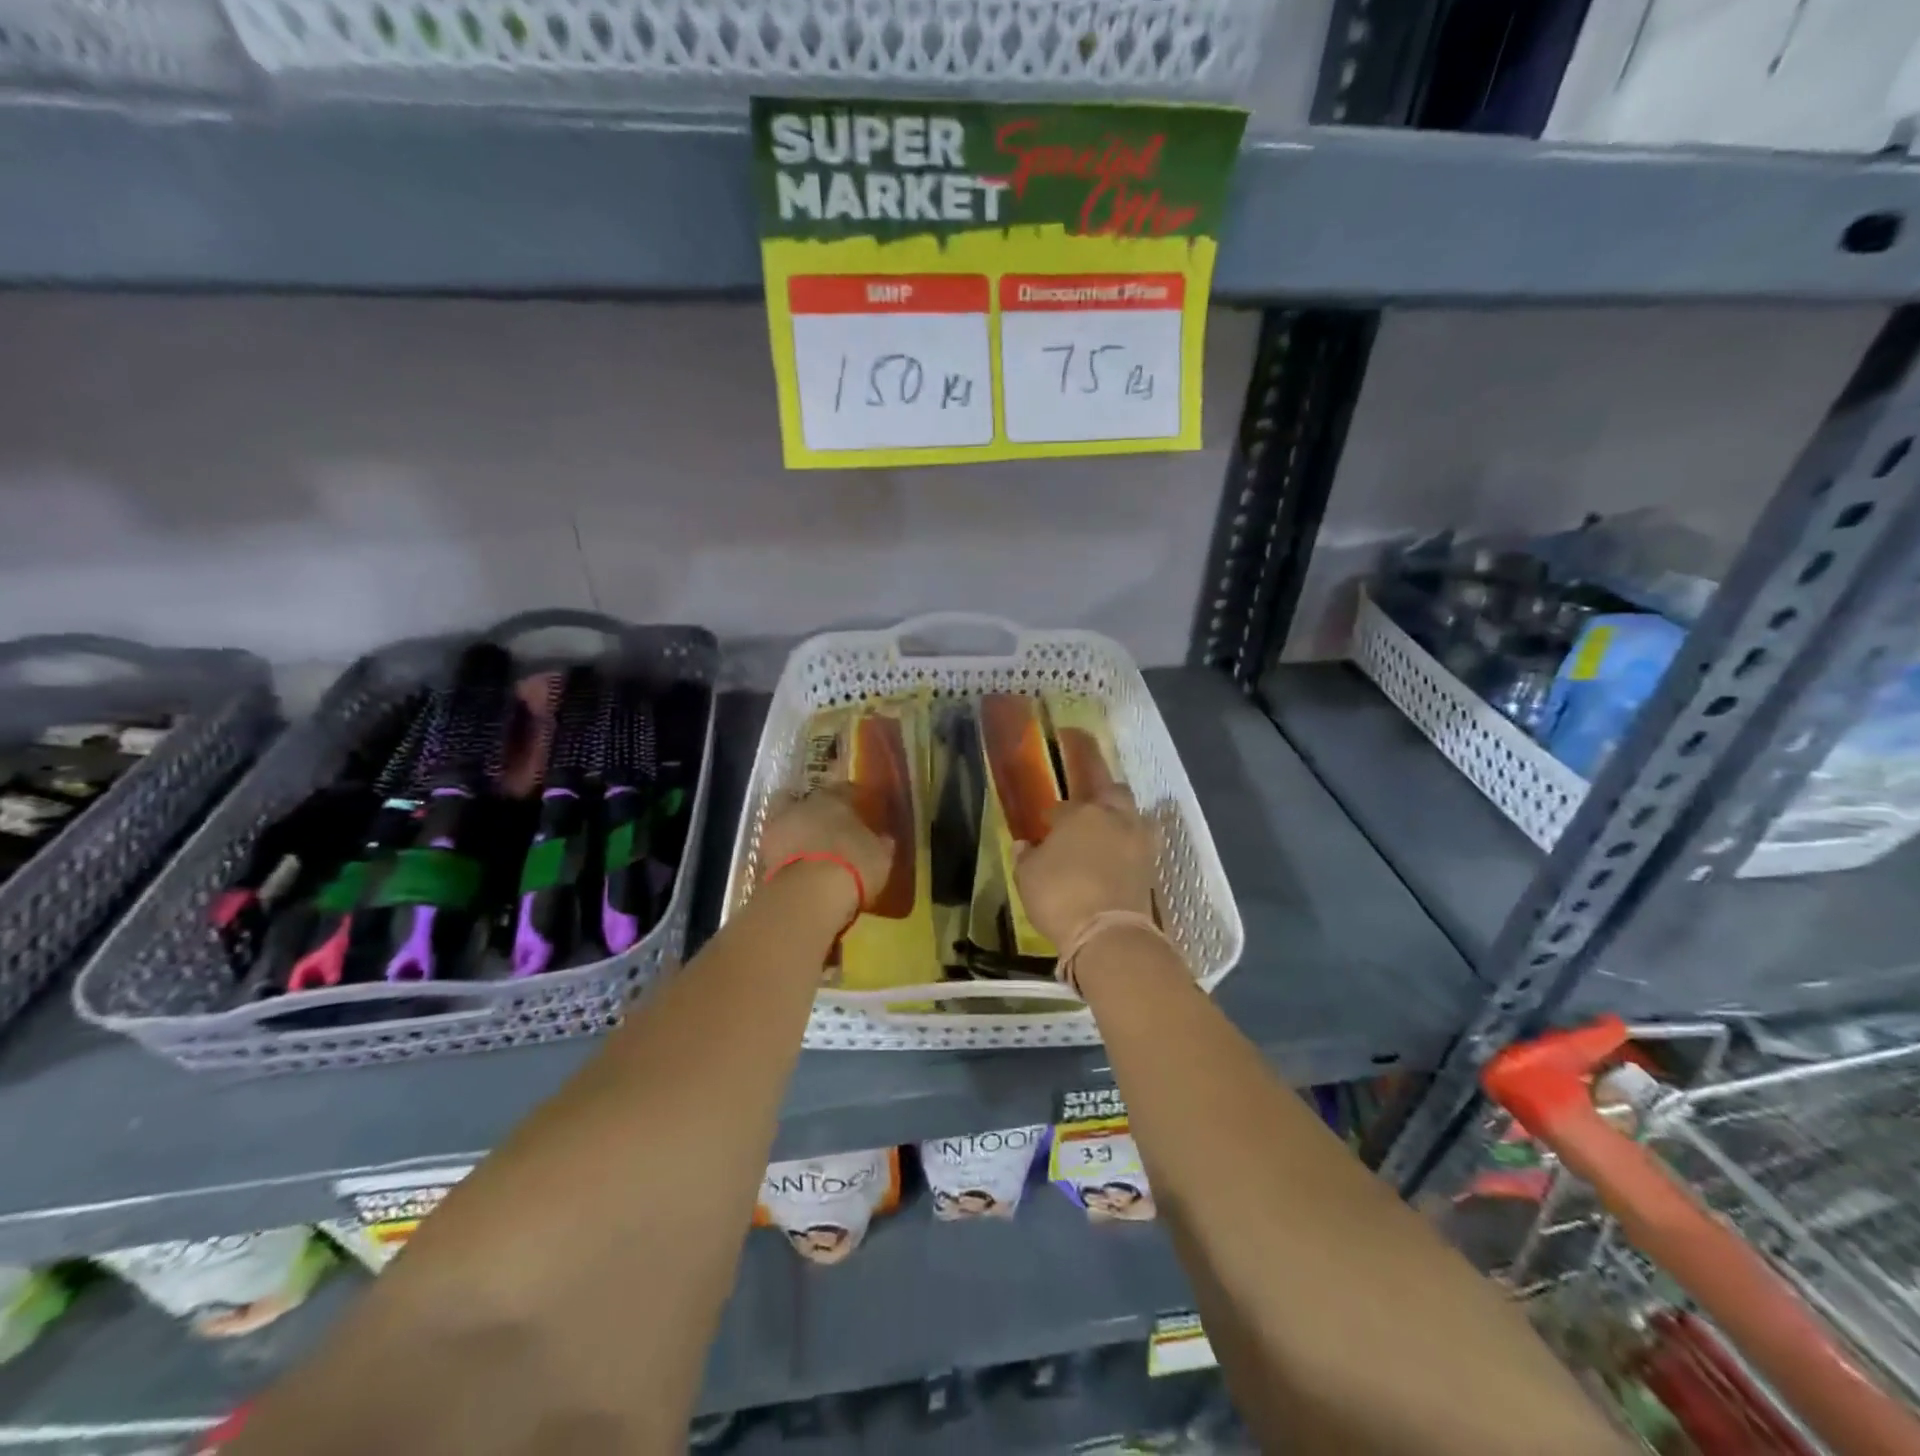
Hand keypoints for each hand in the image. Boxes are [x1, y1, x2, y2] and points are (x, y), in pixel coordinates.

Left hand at [759, 784, 895, 924]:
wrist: (810, 893)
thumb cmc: (854, 864)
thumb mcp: (880, 855)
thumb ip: (880, 843)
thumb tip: (882, 839)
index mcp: (835, 798)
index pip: (846, 790)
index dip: (854, 801)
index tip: (861, 813)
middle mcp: (804, 805)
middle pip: (809, 802)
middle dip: (818, 813)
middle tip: (830, 830)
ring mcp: (778, 827)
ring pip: (788, 822)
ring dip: (797, 833)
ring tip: (811, 852)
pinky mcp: (762, 854)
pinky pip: (778, 849)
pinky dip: (786, 856)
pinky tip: (798, 869)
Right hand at [1014, 783, 1154, 947]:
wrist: (1108, 934)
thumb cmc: (1059, 896)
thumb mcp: (1028, 877)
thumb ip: (1026, 856)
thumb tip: (1024, 845)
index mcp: (1080, 814)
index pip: (1064, 806)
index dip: (1053, 815)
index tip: (1046, 823)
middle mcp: (1114, 819)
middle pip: (1112, 792)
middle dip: (1100, 795)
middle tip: (1086, 810)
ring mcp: (1138, 841)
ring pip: (1135, 814)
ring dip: (1123, 817)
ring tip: (1109, 830)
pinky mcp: (1152, 866)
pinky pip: (1143, 843)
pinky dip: (1131, 844)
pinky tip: (1120, 855)